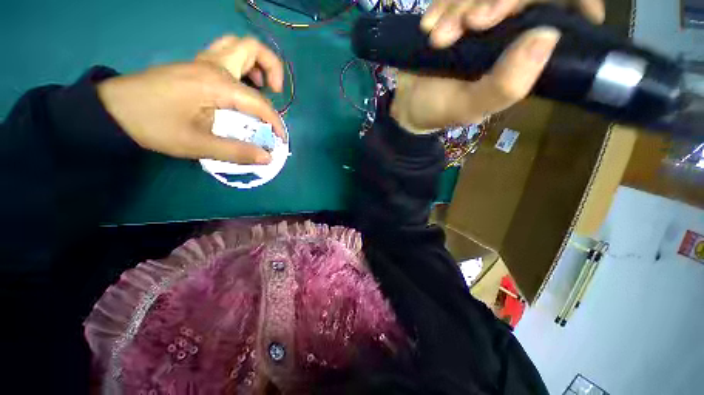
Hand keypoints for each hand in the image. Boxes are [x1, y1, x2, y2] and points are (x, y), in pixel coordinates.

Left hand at [98, 36, 284, 163]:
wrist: (114, 109)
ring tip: (260, 87)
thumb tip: (267, 158)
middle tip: (274, 92)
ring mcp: (202, 62)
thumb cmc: (154, 126)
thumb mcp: (197, 145)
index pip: (259, 102)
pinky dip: (241, 66)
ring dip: (255, 63)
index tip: (279, 139)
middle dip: (272, 68)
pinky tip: (239, 87)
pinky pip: (226, 55)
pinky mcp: (195, 66)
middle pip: (252, 48)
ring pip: (237, 46)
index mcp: (217, 84)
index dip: (275, 122)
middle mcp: (213, 65)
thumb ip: (236, 151)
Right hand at [390, 0, 604, 133]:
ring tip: (436, 38)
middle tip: (461, 28)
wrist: (407, 104)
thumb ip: (507, 84)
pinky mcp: (457, 12)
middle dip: (489, 3)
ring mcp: (482, 18)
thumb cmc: (437, 109)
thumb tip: (547, 35)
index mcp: (524, 55)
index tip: (498, 16)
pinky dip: (442, 4)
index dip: (545, 2)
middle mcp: (509, 31)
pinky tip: (428, 24)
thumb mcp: (470, 106)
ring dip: (457, 7)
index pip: (555, 10)